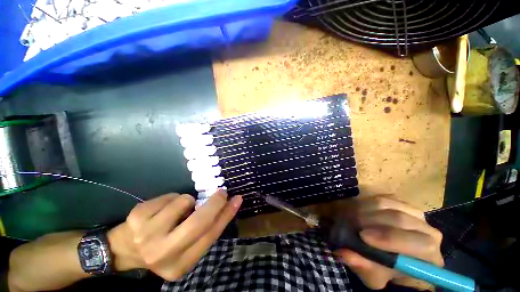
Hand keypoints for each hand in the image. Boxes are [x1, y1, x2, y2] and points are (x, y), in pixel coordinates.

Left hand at [108, 189, 241, 279]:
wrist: (124, 249)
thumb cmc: (163, 247)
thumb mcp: (186, 247)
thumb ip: (205, 231)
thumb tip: (225, 207)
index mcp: (180, 265)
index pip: (210, 236)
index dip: (226, 215)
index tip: (237, 199)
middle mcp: (163, 253)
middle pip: (199, 222)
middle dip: (215, 203)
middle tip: (222, 192)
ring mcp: (147, 234)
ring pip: (185, 201)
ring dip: (188, 201)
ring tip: (178, 210)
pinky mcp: (138, 216)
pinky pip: (170, 196)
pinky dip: (173, 199)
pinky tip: (162, 210)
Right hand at [335, 196, 443, 289]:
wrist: (387, 254)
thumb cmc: (384, 270)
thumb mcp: (373, 276)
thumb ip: (364, 267)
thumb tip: (346, 254)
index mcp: (430, 257)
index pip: (421, 245)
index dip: (390, 239)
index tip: (362, 236)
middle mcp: (429, 232)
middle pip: (402, 220)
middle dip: (373, 221)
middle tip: (352, 224)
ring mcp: (416, 214)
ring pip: (390, 205)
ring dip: (367, 210)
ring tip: (352, 217)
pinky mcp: (402, 203)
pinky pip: (383, 198)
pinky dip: (368, 203)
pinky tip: (359, 211)